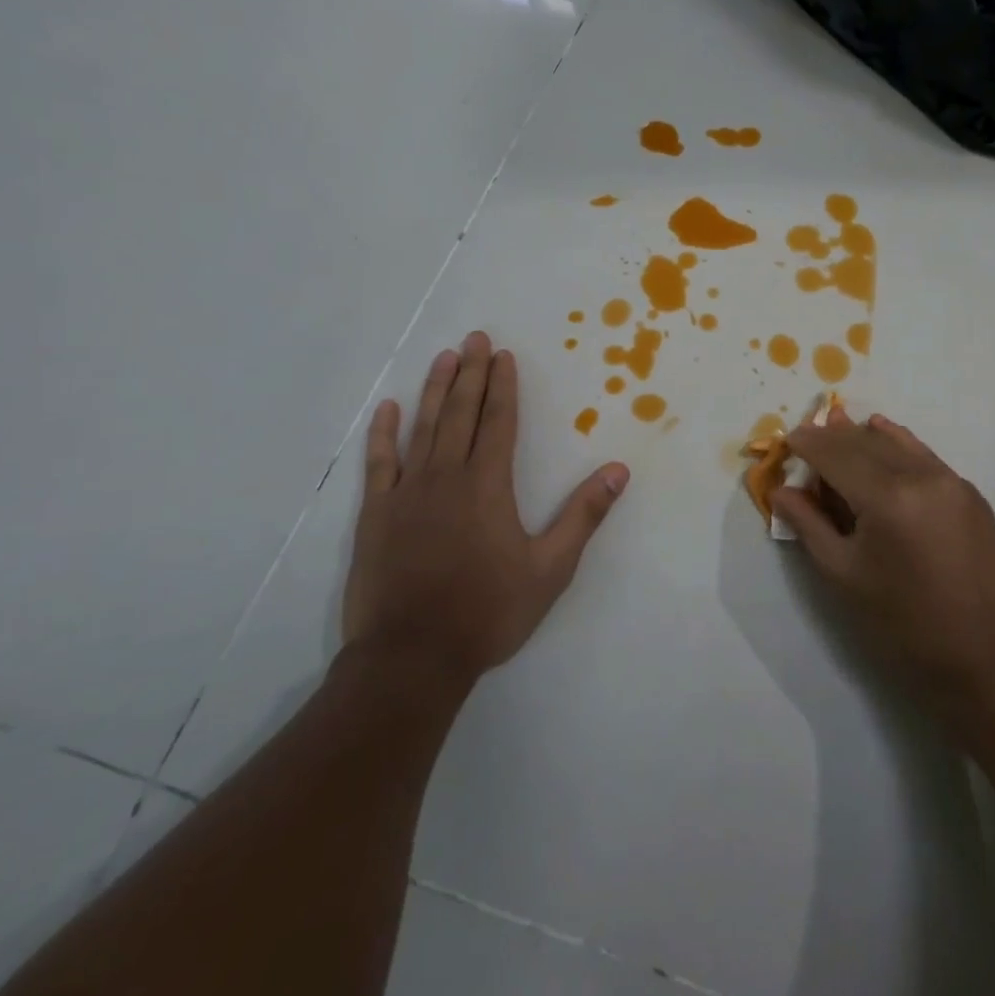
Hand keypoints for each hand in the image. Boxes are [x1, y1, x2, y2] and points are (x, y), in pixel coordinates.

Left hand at [343, 332, 629, 685]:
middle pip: (460, 414)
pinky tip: (387, 410)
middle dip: (470, 373)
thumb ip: (583, 516)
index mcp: (488, 486)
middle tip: (474, 338)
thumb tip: (618, 470)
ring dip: (433, 390)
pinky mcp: (377, 515)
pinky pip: (380, 464)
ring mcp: (407, 493)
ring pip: (422, 428)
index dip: (503, 387)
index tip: (504, 356)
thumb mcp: (550, 569)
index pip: (499, 422)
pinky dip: (383, 434)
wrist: (411, 657)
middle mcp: (447, 477)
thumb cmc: (487, 612)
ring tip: (443, 357)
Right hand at [773, 412, 994, 721]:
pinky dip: (898, 444)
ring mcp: (951, 480)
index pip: (836, 453)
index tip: (786, 439)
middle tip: (807, 438)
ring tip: (839, 429)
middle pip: (865, 442)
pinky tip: (883, 436)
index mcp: (886, 497)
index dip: (807, 443)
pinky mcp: (970, 493)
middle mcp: (921, 475)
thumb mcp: (843, 575)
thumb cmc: (902, 623)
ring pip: (897, 442)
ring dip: (864, 436)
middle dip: (832, 437)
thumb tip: (782, 490)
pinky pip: (924, 455)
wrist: (984, 656)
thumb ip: (809, 524)